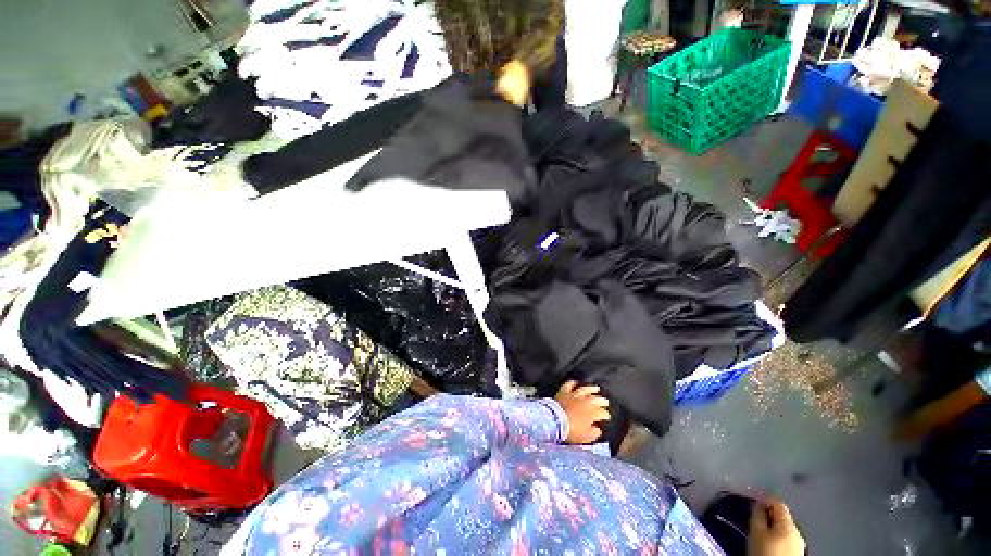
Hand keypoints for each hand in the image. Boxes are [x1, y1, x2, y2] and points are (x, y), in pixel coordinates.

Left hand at [554, 381, 609, 443]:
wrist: (554, 420)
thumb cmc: (571, 431)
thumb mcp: (585, 437)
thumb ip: (593, 433)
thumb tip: (597, 430)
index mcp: (591, 413)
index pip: (601, 412)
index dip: (605, 415)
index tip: (607, 417)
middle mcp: (584, 401)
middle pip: (595, 399)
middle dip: (602, 401)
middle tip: (606, 401)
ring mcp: (574, 395)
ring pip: (584, 389)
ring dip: (591, 389)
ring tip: (596, 388)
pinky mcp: (564, 392)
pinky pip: (569, 385)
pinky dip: (572, 383)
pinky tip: (575, 382)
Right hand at [748, 499, 805, 555]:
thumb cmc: (766, 550)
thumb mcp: (756, 531)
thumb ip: (757, 514)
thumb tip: (758, 503)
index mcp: (788, 522)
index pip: (778, 502)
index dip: (766, 497)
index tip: (755, 497)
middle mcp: (797, 530)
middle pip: (782, 516)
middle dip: (769, 514)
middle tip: (756, 516)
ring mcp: (799, 543)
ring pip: (784, 528)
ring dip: (773, 526)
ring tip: (761, 530)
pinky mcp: (797, 552)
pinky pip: (786, 538)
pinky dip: (777, 536)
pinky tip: (770, 541)